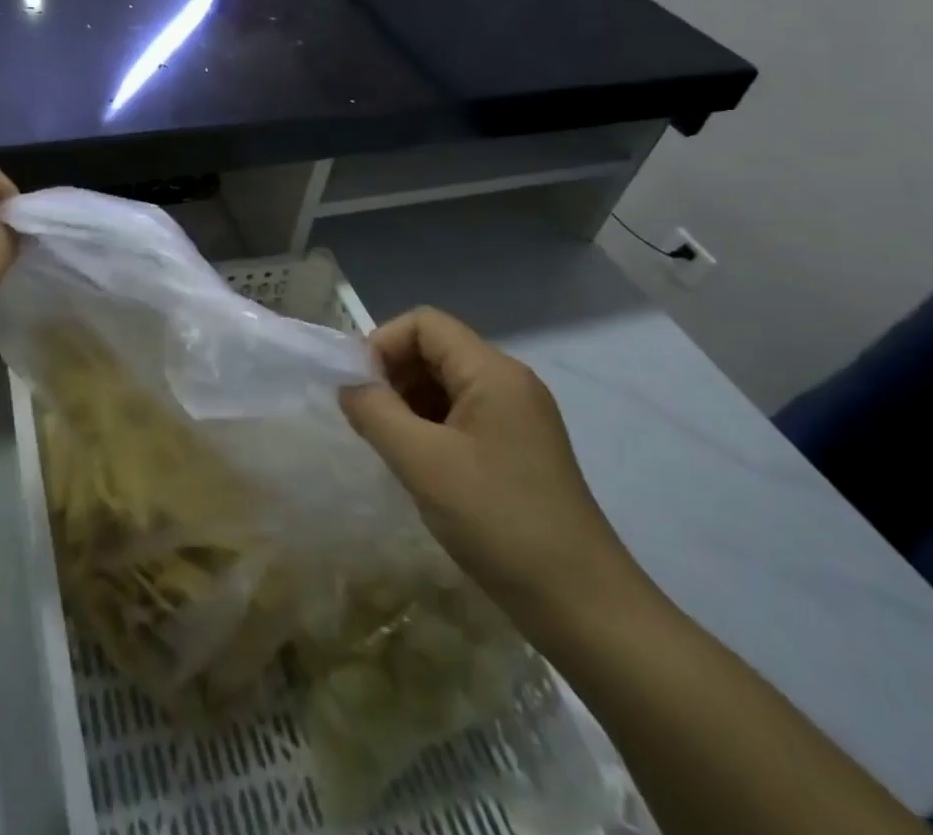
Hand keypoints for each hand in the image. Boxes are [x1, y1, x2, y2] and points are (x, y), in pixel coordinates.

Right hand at [339, 307, 642, 628]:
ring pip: (445, 385)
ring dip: (407, 403)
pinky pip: (460, 416)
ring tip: (388, 445)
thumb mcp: (422, 462)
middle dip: (392, 375)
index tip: (359, 388)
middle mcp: (508, 383)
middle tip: (367, 419)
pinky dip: (429, 428)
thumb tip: (348, 385)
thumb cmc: (499, 521)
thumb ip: (374, 411)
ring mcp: (517, 418)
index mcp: (493, 372)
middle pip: (434, 350)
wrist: (584, 609)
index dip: (383, 344)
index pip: (424, 324)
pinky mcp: (517, 450)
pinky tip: (417, 465)